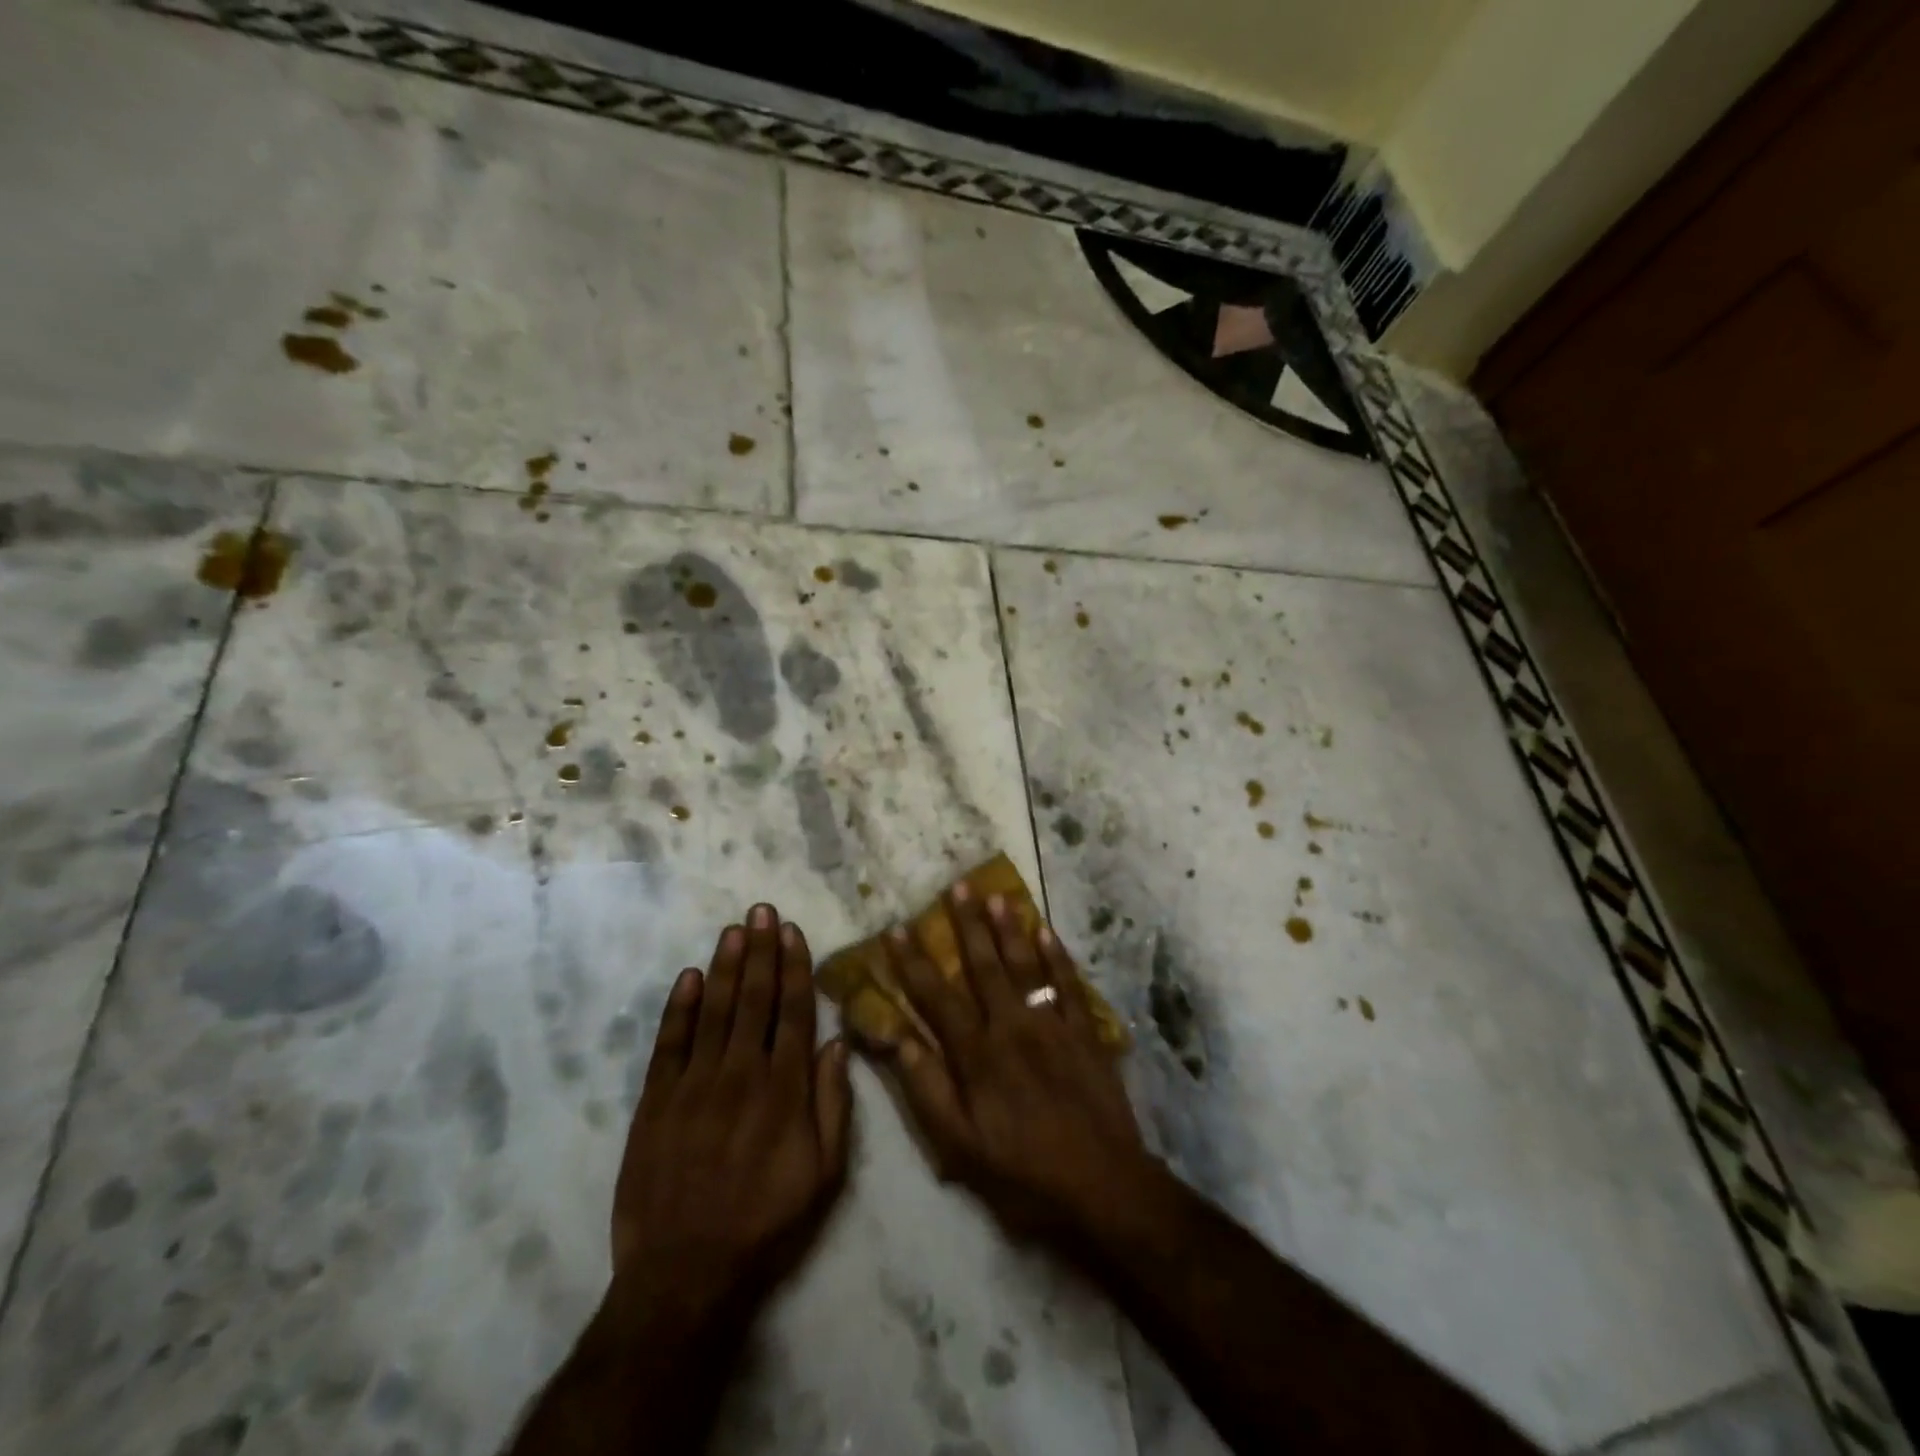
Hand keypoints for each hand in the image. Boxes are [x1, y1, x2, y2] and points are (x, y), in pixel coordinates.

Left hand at [611, 904, 852, 1330]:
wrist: (685, 1275)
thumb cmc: (766, 1224)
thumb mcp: (825, 1175)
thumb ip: (833, 1105)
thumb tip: (836, 1043)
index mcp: (785, 1090)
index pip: (793, 1012)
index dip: (794, 968)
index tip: (792, 931)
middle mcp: (741, 1074)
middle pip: (755, 1000)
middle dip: (760, 951)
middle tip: (761, 910)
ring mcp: (694, 1086)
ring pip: (715, 1011)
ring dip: (726, 966)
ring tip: (734, 929)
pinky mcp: (656, 1103)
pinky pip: (669, 1044)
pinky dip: (679, 1008)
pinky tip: (690, 977)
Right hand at [882, 883, 1153, 1241]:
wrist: (1103, 1186)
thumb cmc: (1023, 1174)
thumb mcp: (961, 1148)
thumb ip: (928, 1091)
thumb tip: (898, 1040)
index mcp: (977, 1054)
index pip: (937, 997)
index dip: (914, 962)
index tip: (898, 929)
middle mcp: (1012, 1026)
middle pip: (983, 966)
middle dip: (967, 924)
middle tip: (957, 886)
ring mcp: (1052, 1024)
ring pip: (1025, 965)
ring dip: (1009, 928)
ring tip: (997, 895)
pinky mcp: (1084, 1032)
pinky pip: (1067, 984)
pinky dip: (1057, 956)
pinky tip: (1047, 930)